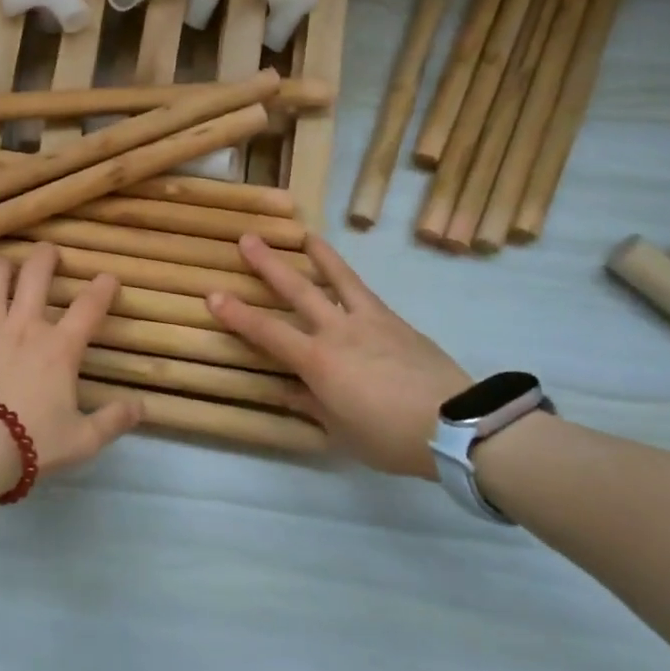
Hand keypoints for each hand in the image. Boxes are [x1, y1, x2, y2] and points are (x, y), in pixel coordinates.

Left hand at [0, 244, 142, 493]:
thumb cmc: (29, 443)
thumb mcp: (82, 441)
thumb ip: (113, 421)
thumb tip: (142, 406)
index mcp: (60, 347)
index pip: (89, 306)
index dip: (103, 288)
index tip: (108, 278)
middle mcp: (24, 324)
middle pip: (37, 273)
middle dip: (46, 256)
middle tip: (49, 253)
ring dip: (3, 267)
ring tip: (5, 267)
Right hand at [208, 235, 471, 477]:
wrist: (455, 426)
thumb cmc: (390, 437)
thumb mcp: (342, 432)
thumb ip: (311, 405)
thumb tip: (285, 390)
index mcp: (318, 361)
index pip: (268, 332)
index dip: (237, 314)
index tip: (213, 294)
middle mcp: (338, 331)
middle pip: (298, 291)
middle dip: (268, 265)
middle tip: (247, 239)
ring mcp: (369, 321)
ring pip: (338, 278)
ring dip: (318, 255)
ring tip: (304, 233)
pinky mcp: (395, 320)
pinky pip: (365, 292)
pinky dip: (349, 278)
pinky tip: (346, 275)